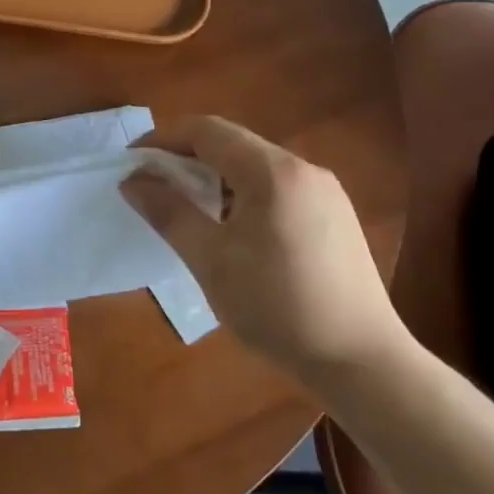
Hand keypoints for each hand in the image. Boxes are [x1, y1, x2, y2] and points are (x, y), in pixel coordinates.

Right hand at [121, 116, 407, 383]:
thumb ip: (169, 212)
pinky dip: (241, 194)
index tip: (131, 164)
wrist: (362, 362)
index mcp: (273, 172)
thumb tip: (132, 181)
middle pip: (232, 144)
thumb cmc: (277, 307)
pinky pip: (276, 188)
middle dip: (185, 159)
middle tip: (152, 188)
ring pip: (254, 166)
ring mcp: (324, 192)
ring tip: (186, 211)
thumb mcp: (210, 260)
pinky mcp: (334, 216)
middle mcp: (303, 169)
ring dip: (213, 178)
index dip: (162, 140)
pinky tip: (231, 230)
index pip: (206, 131)